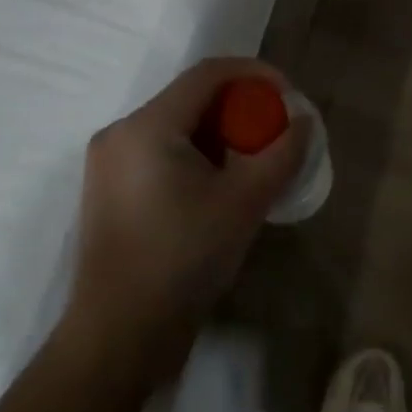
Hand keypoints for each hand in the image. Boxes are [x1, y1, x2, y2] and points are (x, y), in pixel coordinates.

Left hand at [67, 57, 306, 385]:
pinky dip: (195, 153)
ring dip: (219, 132)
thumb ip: (282, 153)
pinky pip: (159, 151)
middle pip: (191, 98)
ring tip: (253, 159)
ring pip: (176, 125)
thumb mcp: (245, 202)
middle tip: (274, 130)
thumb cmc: (183, 260)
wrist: (118, 338)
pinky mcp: (108, 190)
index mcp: (147, 126)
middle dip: (239, 106)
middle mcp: (121, 132)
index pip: (208, 74)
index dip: (254, 74)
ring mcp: (109, 163)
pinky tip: (219, 183)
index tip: (288, 96)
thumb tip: (303, 122)